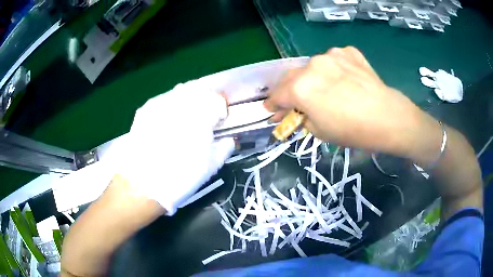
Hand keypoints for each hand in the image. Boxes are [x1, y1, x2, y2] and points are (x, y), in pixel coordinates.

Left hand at [104, 81, 234, 214]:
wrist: (144, 184)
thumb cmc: (181, 176)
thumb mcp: (211, 166)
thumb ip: (225, 148)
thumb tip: (229, 140)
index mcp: (201, 116)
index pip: (217, 100)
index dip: (221, 109)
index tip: (220, 119)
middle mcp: (180, 103)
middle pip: (199, 89)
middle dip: (205, 99)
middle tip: (205, 115)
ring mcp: (161, 104)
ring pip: (180, 91)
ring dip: (188, 100)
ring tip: (187, 116)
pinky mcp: (146, 110)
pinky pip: (163, 99)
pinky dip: (171, 105)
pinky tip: (168, 119)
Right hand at [264, 47, 425, 156]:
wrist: (388, 117)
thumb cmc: (352, 130)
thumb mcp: (319, 131)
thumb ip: (300, 117)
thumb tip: (292, 111)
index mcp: (300, 87)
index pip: (277, 94)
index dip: (272, 104)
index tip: (272, 110)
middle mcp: (312, 65)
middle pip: (291, 77)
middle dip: (289, 90)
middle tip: (295, 101)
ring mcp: (331, 55)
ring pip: (312, 66)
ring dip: (312, 78)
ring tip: (324, 90)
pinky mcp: (348, 52)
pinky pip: (333, 60)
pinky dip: (333, 69)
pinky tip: (343, 79)